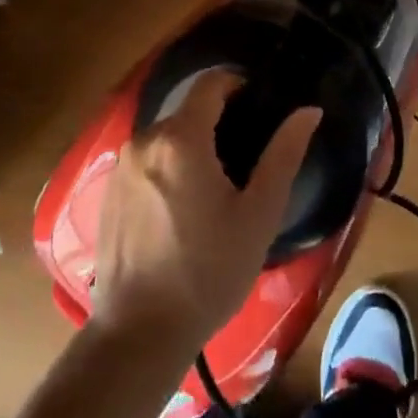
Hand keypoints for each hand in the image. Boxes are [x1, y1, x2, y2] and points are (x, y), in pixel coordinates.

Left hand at [91, 71, 320, 353]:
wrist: (139, 334)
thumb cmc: (208, 272)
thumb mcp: (258, 215)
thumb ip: (284, 154)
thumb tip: (309, 110)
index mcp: (181, 138)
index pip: (211, 83)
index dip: (239, 86)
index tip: (261, 109)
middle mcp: (144, 139)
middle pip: (188, 111)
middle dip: (218, 123)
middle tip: (245, 163)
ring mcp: (121, 164)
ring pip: (166, 136)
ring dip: (192, 147)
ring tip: (216, 190)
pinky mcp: (107, 189)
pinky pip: (146, 160)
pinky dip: (168, 168)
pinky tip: (182, 210)